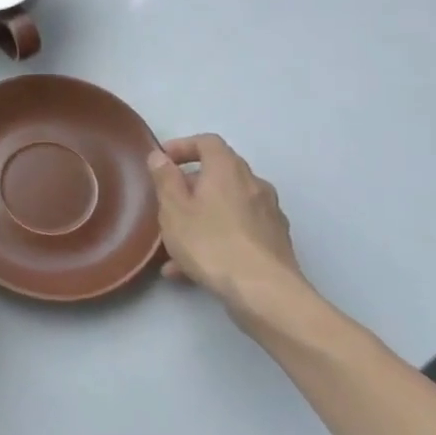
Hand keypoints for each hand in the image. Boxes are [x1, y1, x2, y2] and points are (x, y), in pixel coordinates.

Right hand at [148, 134, 303, 311]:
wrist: (264, 292)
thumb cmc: (211, 243)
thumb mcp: (174, 209)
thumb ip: (165, 179)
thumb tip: (160, 156)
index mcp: (228, 170)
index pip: (207, 142)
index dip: (183, 146)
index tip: (162, 161)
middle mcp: (254, 185)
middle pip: (219, 174)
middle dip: (190, 185)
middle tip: (167, 203)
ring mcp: (269, 214)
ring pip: (227, 206)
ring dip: (201, 216)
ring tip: (174, 244)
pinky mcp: (275, 242)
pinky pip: (237, 231)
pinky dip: (216, 238)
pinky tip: (190, 268)